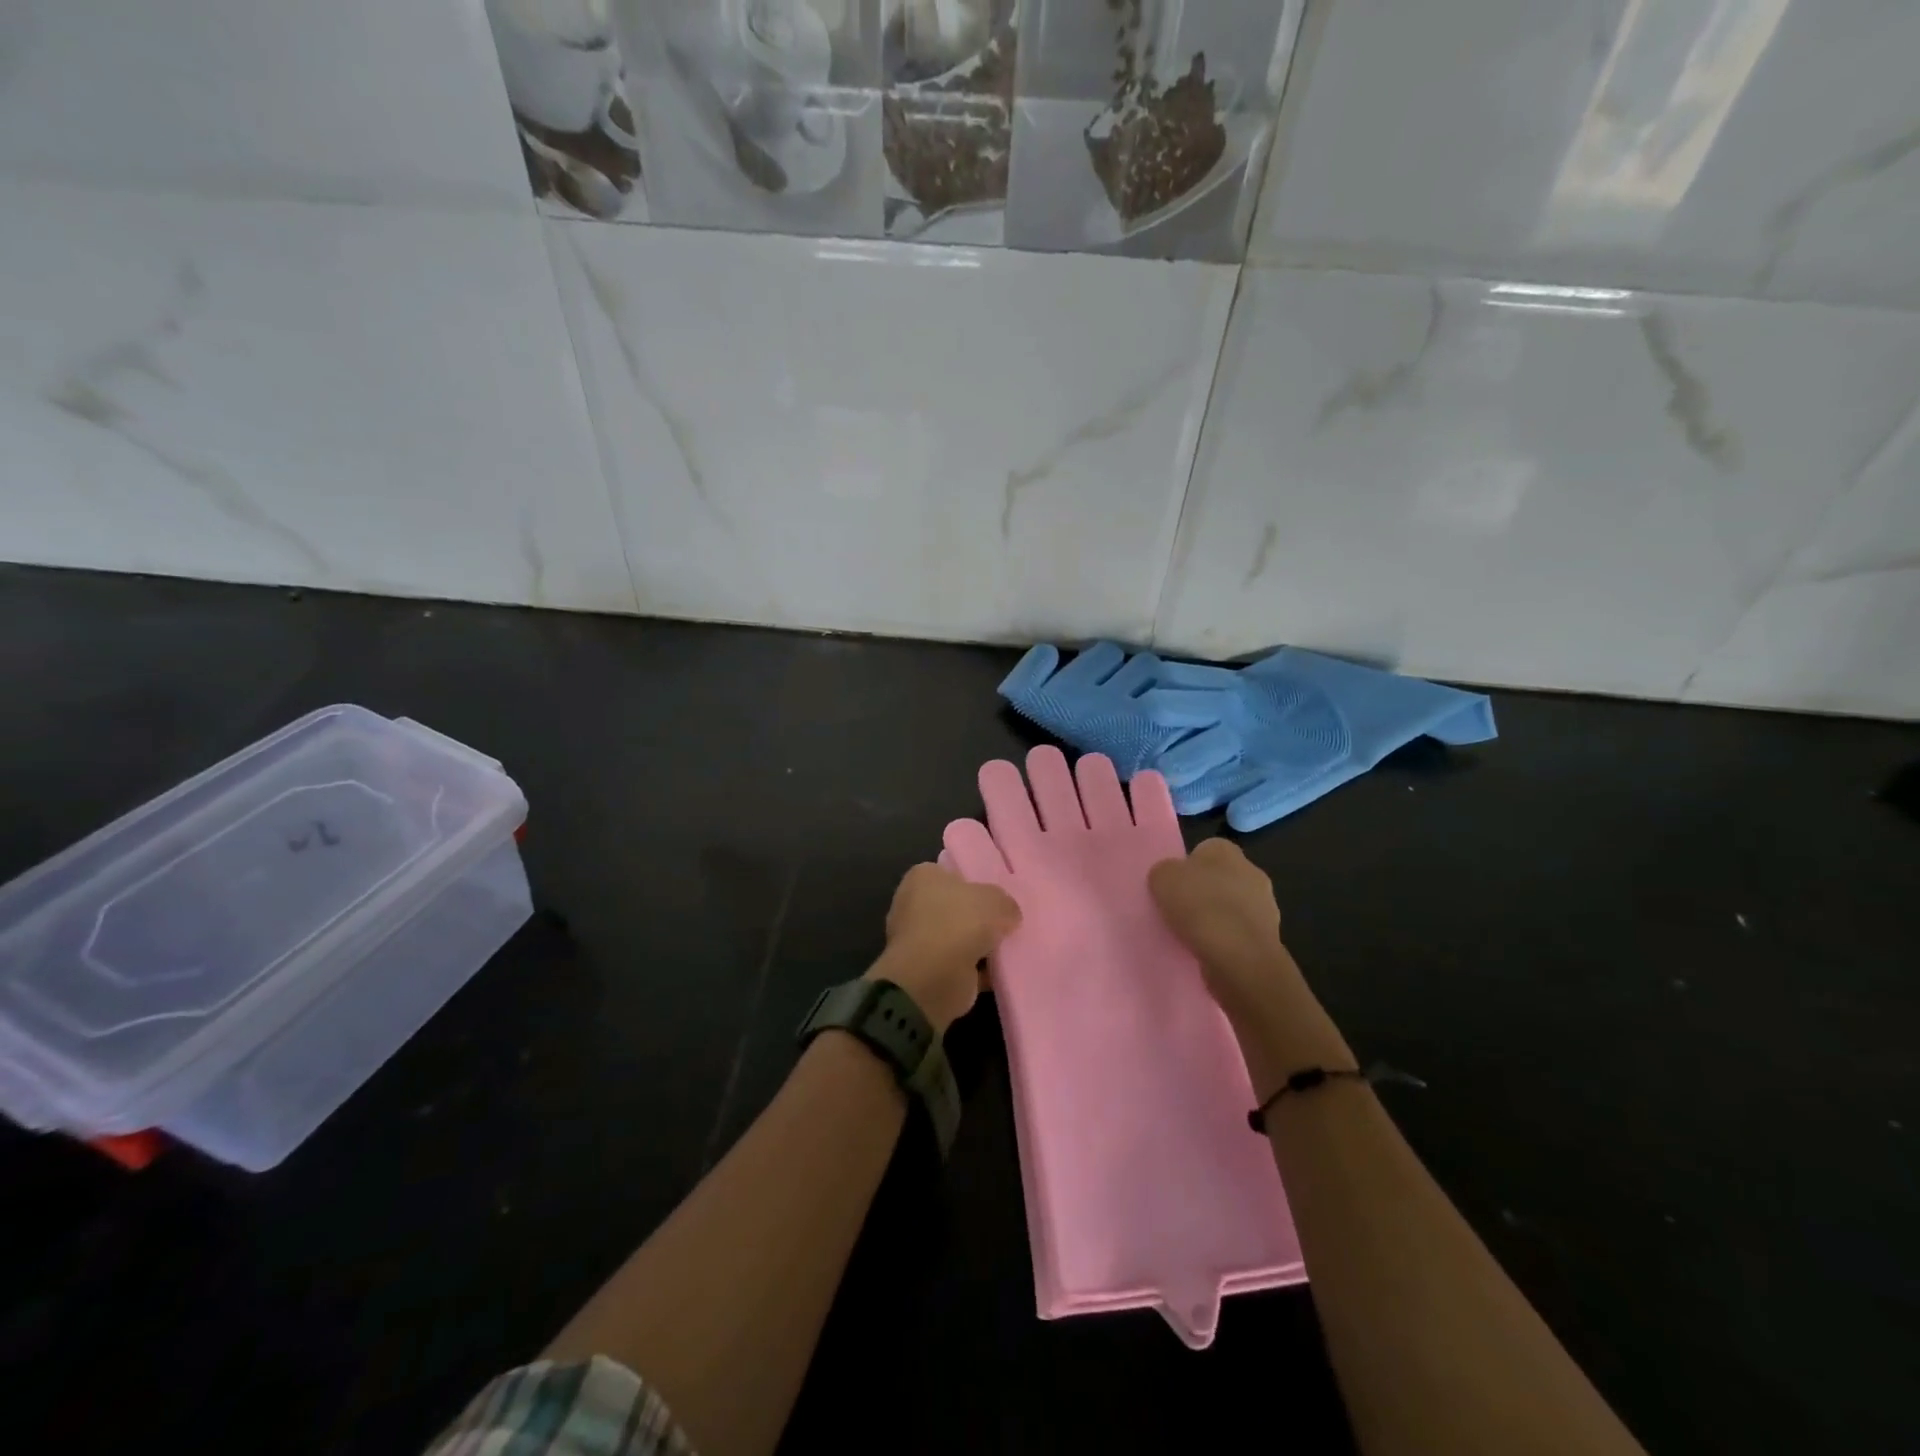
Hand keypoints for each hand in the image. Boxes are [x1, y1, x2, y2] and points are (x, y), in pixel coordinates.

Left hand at [871, 863, 1020, 1033]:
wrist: (932, 978)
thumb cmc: (957, 923)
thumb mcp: (994, 900)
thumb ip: (1005, 902)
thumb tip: (1009, 915)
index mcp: (922, 878)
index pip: (951, 873)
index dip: (976, 882)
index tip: (999, 894)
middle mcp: (915, 905)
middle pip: (957, 907)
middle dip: (979, 916)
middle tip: (1009, 921)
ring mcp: (919, 940)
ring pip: (959, 937)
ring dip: (980, 945)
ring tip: (1012, 947)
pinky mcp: (927, 971)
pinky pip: (962, 965)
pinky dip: (980, 970)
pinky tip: (1004, 972)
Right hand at [1148, 839, 1300, 1023]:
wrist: (1239, 956)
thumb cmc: (1199, 906)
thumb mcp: (1162, 878)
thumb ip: (1164, 872)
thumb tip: (1171, 879)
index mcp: (1226, 850)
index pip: (1202, 851)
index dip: (1185, 868)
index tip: (1172, 888)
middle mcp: (1251, 871)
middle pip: (1218, 879)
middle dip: (1202, 893)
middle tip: (1178, 911)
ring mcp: (1265, 905)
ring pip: (1230, 907)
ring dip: (1215, 919)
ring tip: (1190, 936)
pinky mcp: (1268, 937)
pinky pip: (1238, 933)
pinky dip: (1225, 941)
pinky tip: (1208, 951)